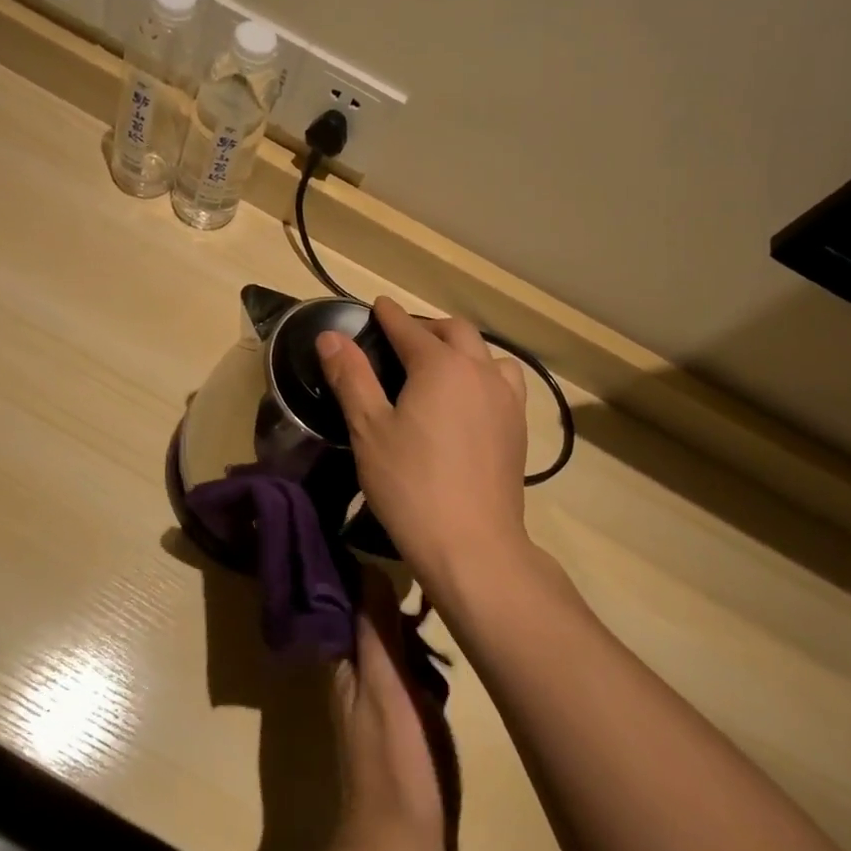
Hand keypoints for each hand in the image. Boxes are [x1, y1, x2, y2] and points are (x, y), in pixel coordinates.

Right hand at [317, 297, 529, 595]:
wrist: (472, 545)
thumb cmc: (410, 484)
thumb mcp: (369, 429)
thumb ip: (351, 376)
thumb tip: (331, 336)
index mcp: (440, 365)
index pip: (409, 328)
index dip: (390, 315)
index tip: (377, 305)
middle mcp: (479, 371)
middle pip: (455, 331)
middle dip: (427, 327)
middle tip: (402, 338)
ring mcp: (506, 399)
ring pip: (486, 354)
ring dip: (461, 348)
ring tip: (440, 366)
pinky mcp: (519, 427)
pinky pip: (504, 381)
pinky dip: (484, 373)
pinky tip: (470, 398)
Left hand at [333, 566, 458, 850]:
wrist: (404, 846)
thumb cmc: (393, 759)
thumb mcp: (384, 685)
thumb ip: (376, 631)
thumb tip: (368, 568)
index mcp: (344, 664)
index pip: (348, 604)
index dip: (364, 577)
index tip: (389, 546)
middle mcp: (355, 677)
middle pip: (372, 625)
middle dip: (395, 604)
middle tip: (428, 578)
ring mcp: (379, 701)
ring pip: (393, 650)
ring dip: (411, 632)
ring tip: (439, 604)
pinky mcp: (402, 723)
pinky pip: (409, 676)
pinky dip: (422, 662)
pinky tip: (441, 656)